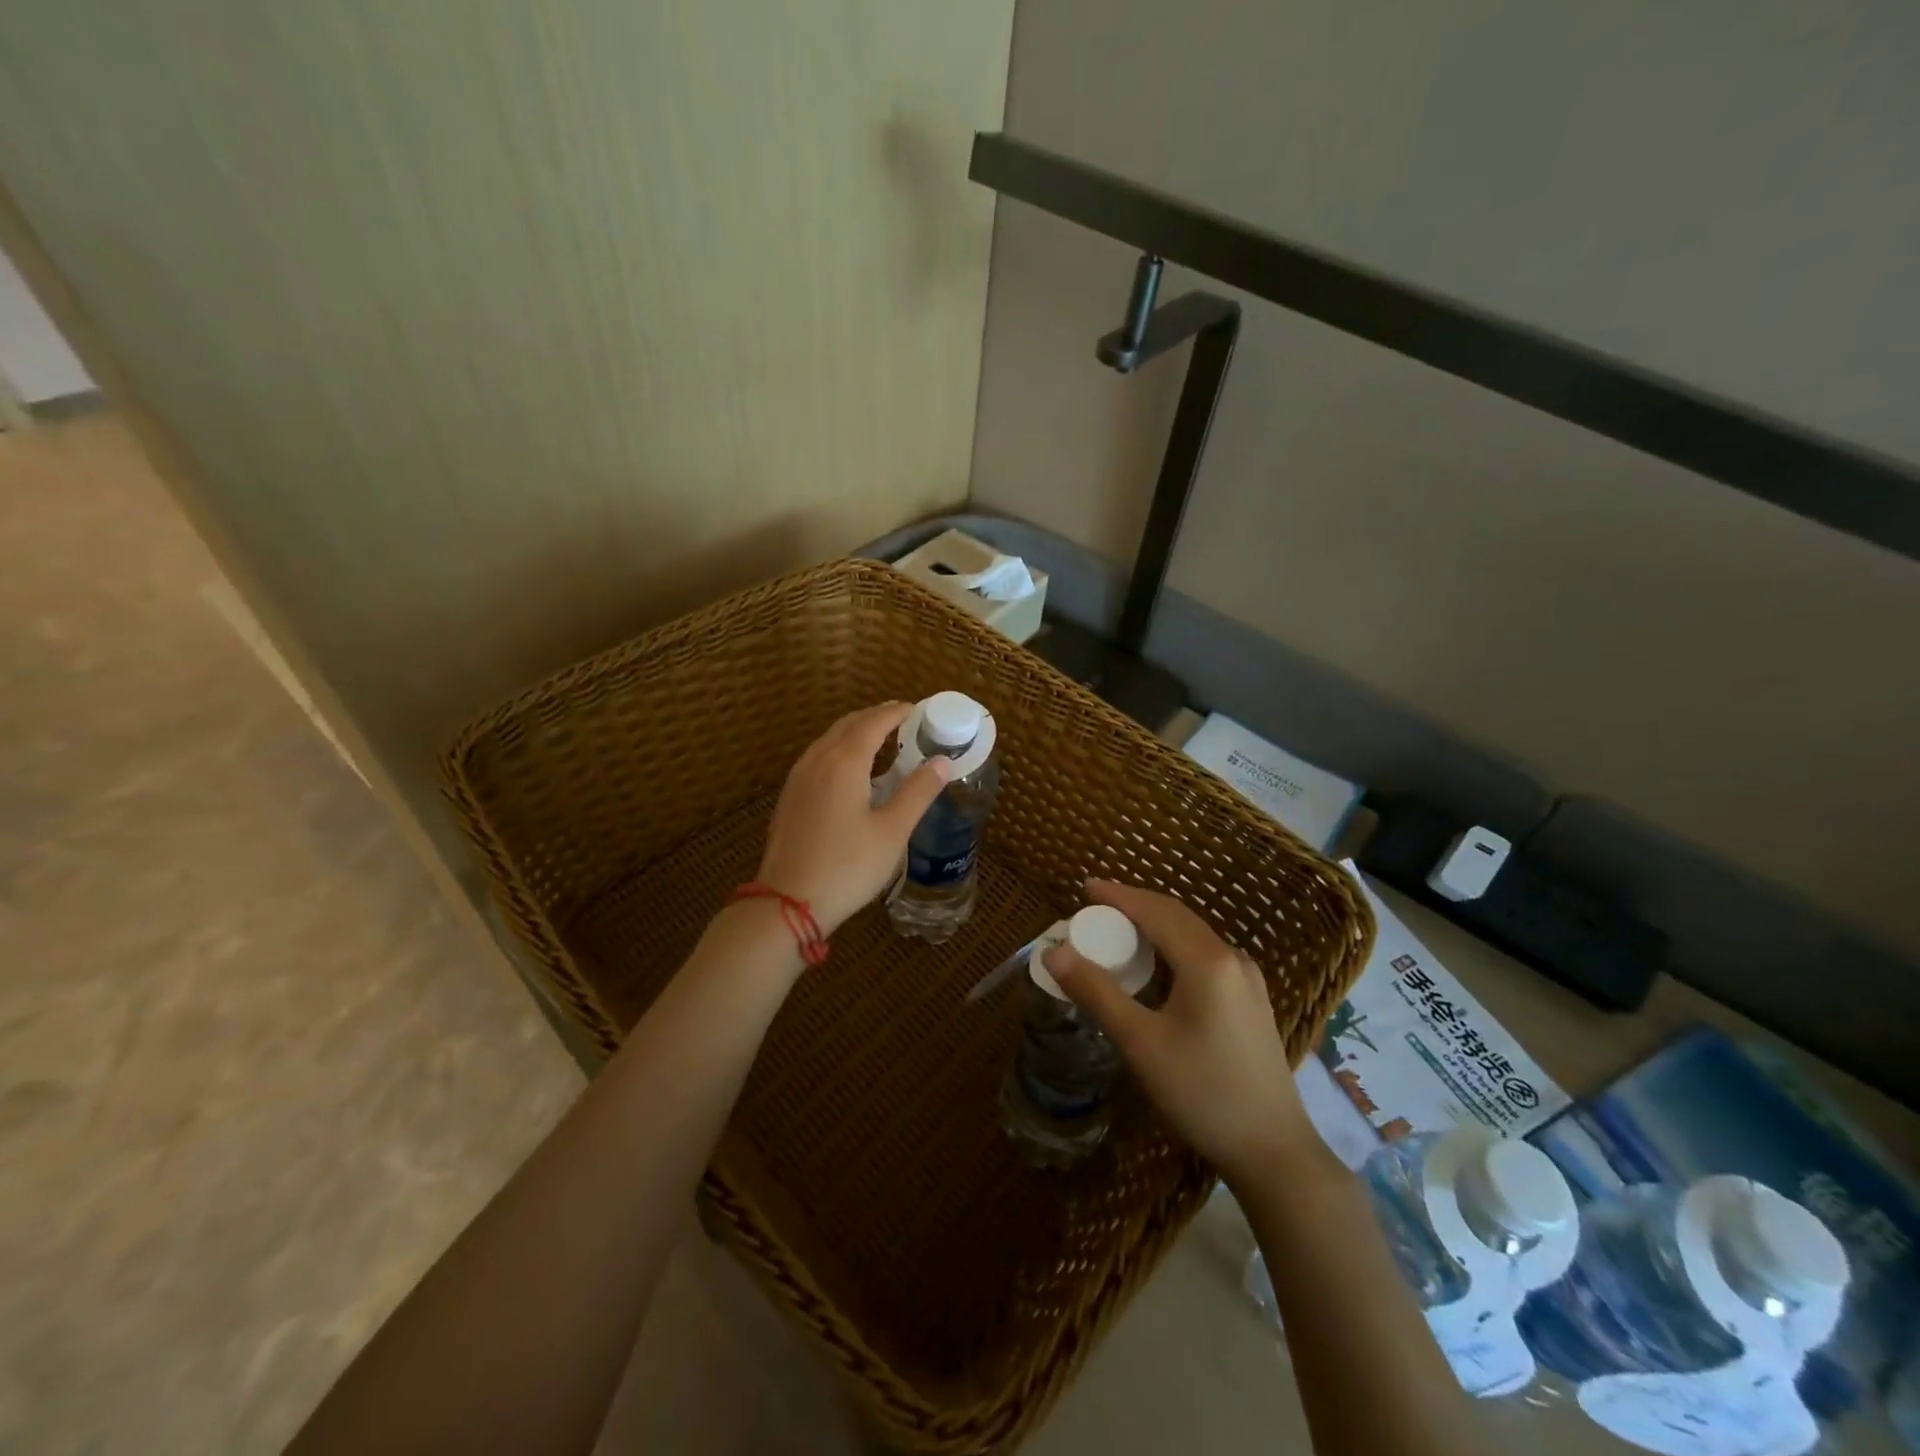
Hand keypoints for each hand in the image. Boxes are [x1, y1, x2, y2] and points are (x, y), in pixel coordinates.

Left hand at [755, 702, 950, 937]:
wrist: (787, 903)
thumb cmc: (848, 866)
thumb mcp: (892, 831)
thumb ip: (918, 792)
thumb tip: (943, 761)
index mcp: (845, 762)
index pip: (873, 723)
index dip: (896, 713)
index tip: (916, 709)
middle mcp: (818, 760)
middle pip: (848, 725)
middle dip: (875, 717)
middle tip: (901, 718)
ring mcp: (798, 778)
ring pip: (829, 740)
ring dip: (855, 732)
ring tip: (879, 739)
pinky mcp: (789, 798)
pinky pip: (817, 757)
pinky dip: (839, 750)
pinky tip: (849, 771)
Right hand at [1042, 879, 1316, 1185]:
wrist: (1274, 1152)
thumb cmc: (1202, 1092)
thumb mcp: (1141, 1042)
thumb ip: (1097, 992)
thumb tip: (1055, 952)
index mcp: (1207, 960)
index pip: (1155, 910)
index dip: (1117, 895)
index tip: (1084, 886)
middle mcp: (1231, 958)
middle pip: (1176, 916)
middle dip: (1134, 906)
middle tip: (1094, 909)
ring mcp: (1247, 980)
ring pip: (1192, 936)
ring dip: (1154, 926)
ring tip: (1118, 932)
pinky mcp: (1251, 1001)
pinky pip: (1204, 956)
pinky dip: (1172, 948)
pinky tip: (1156, 968)